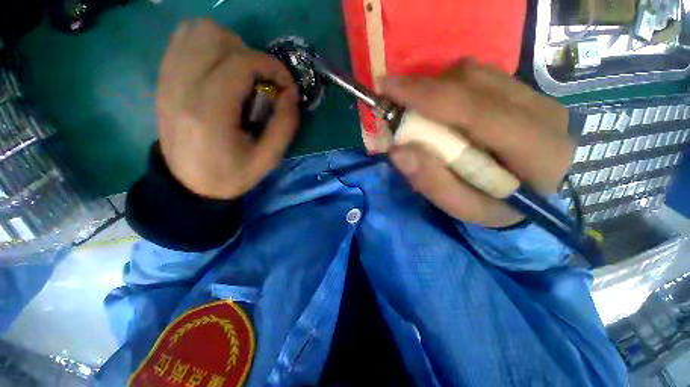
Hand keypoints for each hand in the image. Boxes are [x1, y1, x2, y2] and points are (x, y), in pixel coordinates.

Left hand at [155, 19, 299, 198]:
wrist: (189, 185)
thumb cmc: (232, 175)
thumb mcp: (268, 158)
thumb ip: (285, 125)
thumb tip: (291, 92)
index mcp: (210, 114)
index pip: (241, 64)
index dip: (272, 66)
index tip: (285, 85)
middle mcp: (182, 88)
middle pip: (216, 37)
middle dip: (250, 55)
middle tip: (260, 82)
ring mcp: (168, 81)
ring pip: (197, 31)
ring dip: (228, 46)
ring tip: (239, 74)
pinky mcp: (163, 80)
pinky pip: (182, 40)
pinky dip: (206, 45)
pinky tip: (218, 69)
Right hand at [382, 60, 573, 227]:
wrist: (536, 194)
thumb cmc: (498, 207)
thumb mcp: (463, 207)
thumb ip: (432, 182)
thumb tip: (398, 150)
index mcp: (536, 151)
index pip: (475, 110)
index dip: (427, 96)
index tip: (387, 88)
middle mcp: (542, 112)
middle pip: (472, 82)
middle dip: (424, 89)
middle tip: (395, 102)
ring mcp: (537, 96)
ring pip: (475, 73)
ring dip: (436, 88)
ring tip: (417, 110)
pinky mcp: (526, 91)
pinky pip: (480, 76)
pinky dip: (450, 87)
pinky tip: (441, 109)